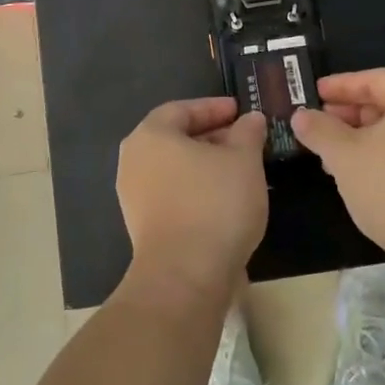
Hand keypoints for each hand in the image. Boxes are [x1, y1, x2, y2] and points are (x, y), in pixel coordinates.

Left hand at [117, 98, 268, 307]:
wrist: (185, 276)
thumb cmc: (214, 204)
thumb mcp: (244, 160)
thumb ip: (247, 133)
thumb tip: (250, 120)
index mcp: (151, 136)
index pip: (182, 109)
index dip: (213, 108)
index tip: (240, 111)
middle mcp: (134, 161)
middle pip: (175, 139)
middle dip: (212, 137)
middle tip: (244, 140)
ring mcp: (134, 197)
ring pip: (175, 169)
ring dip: (206, 165)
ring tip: (241, 170)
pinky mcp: (143, 227)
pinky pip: (173, 195)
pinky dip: (197, 190)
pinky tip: (225, 200)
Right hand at [291, 69, 384, 274]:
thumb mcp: (345, 155)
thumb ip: (320, 130)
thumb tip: (300, 115)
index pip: (377, 79)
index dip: (342, 85)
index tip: (315, 92)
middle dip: (351, 114)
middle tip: (319, 124)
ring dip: (363, 139)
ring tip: (331, 155)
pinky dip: (383, 158)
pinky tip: (358, 177)